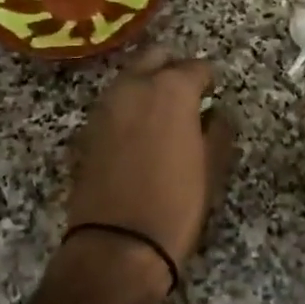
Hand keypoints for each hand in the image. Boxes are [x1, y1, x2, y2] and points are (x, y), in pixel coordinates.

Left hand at [64, 49, 235, 289]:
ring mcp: (105, 106)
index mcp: (171, 89)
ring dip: (147, 85)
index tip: (214, 95)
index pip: (197, 67)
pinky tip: (138, 135)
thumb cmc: (177, 204)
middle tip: (188, 93)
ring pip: (130, 78)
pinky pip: (113, 104)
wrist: (118, 246)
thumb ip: (218, 130)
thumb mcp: (212, 167)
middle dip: (173, 68)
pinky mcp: (86, 130)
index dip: (209, 81)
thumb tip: (216, 113)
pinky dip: (128, 109)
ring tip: (163, 115)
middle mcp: (134, 86)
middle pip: (156, 57)